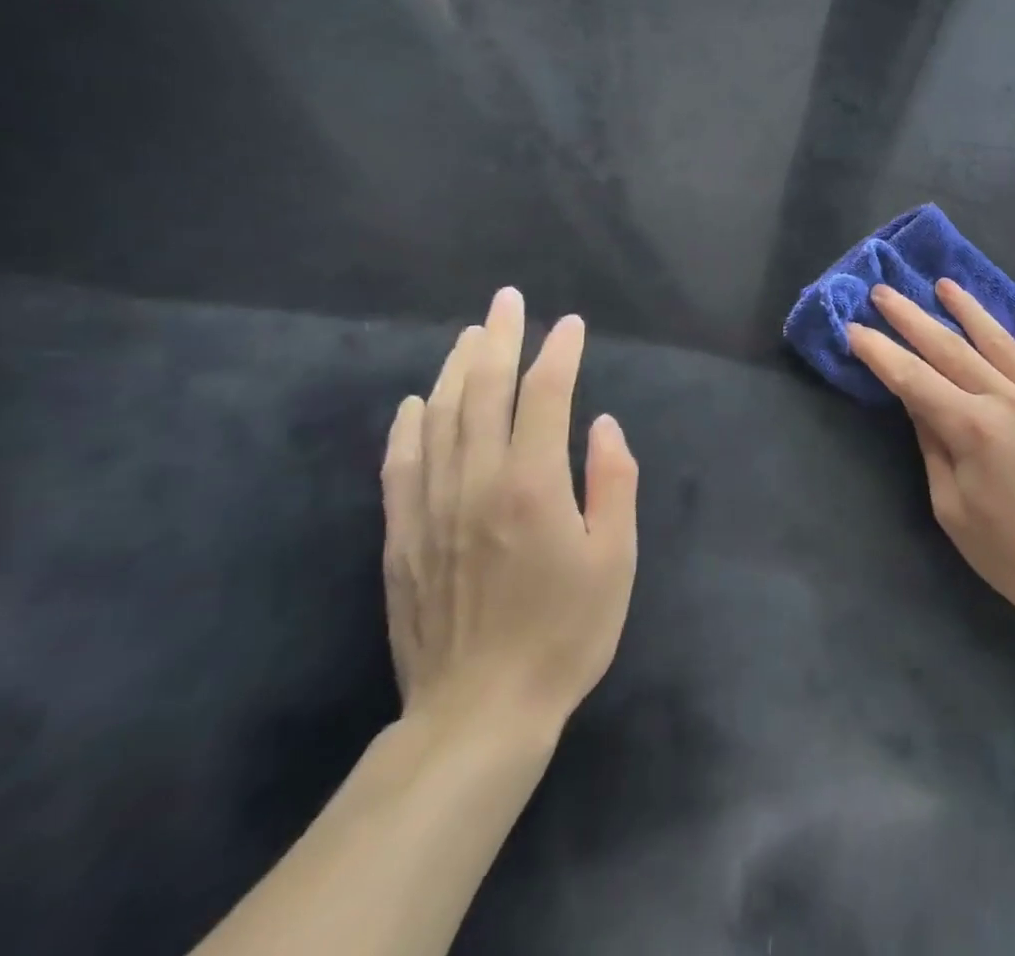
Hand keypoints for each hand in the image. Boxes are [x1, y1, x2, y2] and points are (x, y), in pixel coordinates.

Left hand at [380, 288, 637, 758]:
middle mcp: (476, 483)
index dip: (560, 353)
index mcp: (533, 485)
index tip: (572, 325)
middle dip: (499, 338)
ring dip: (456, 369)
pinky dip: (408, 425)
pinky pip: (399, 465)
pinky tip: (417, 402)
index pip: (546, 396)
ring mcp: (431, 508)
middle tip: (508, 300)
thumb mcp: (616, 560)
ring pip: (439, 418)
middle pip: (484, 391)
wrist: (478, 714)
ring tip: (471, 334)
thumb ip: (614, 482)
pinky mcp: (402, 537)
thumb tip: (603, 424)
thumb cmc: (565, 634)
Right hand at [847, 280, 1014, 648]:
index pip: (913, 379)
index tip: (854, 328)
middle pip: (950, 349)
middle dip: (912, 318)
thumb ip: (933, 446)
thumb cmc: (1013, 555)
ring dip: (970, 311)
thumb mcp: (953, 509)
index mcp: (972, 428)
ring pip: (1002, 342)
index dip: (880, 352)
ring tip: (945, 284)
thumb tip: (917, 399)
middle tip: (885, 291)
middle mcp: (1009, 400)